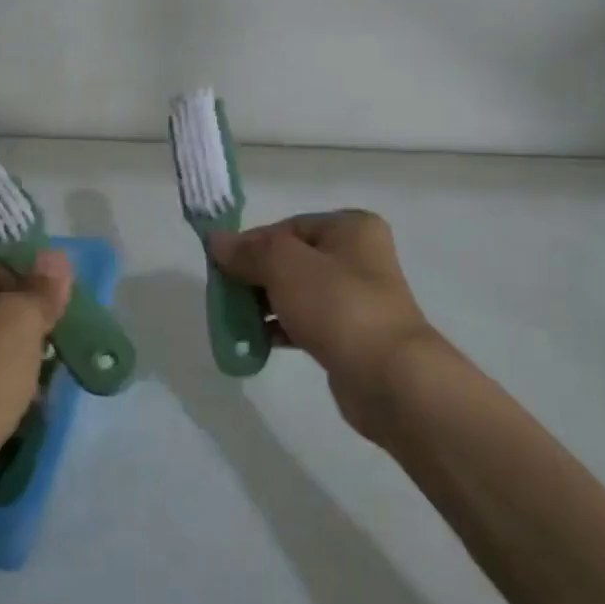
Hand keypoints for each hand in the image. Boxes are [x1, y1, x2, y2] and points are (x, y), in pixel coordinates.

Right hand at [208, 210, 444, 438]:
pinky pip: (305, 322)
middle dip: (254, 277)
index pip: (287, 227)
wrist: (388, 376)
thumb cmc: (337, 306)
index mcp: (350, 228)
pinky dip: (280, 328)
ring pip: (295, 292)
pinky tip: (256, 342)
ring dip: (263, 305)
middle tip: (225, 297)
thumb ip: (249, 251)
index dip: (251, 244)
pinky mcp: (349, 334)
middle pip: (290, 260)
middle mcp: (357, 257)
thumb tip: (216, 240)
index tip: (221, 268)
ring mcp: (355, 298)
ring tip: (235, 322)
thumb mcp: (285, 266)